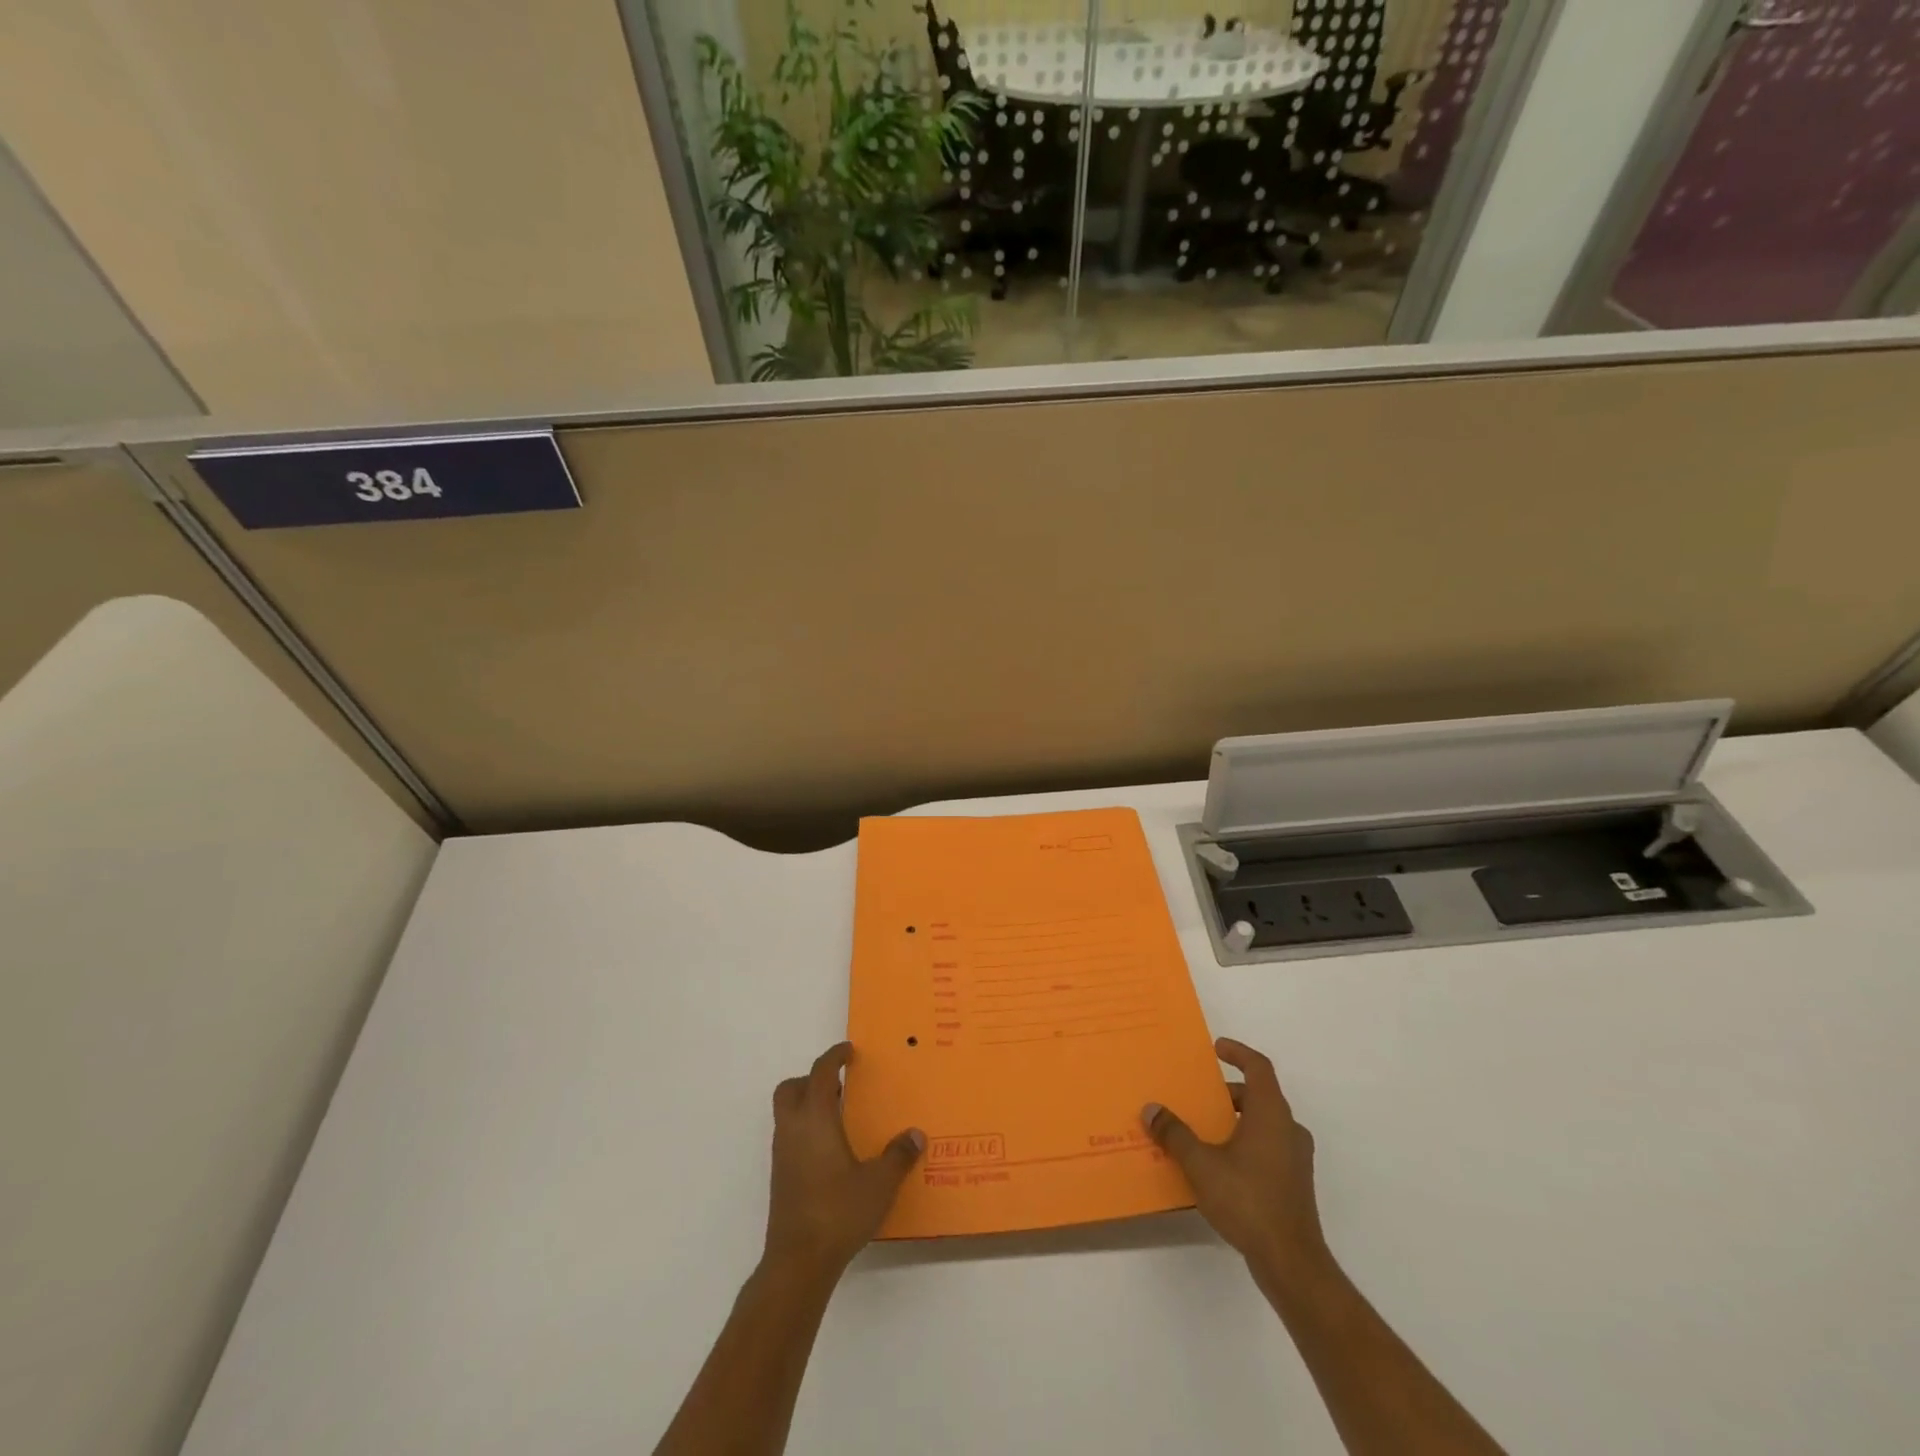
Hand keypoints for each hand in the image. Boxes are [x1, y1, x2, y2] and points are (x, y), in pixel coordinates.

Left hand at [763, 1042, 924, 1281]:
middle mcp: (793, 1130)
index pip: (820, 1073)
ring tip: (840, 1116)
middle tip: (840, 1085)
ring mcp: (782, 1154)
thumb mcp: (879, 1183)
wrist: (798, 1261)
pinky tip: (830, 1150)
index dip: (834, 1057)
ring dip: (808, 1104)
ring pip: (787, 1113)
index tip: (850, 1052)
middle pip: (791, 1088)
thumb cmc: (838, 1211)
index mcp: (816, 1119)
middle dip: (812, 1079)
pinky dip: (806, 1129)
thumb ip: (898, 1156)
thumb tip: (915, 1135)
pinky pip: (789, 1136)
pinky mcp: (780, 1177)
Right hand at [1143, 1038, 1332, 1291]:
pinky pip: (1267, 1148)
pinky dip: (1244, 1144)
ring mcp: (1295, 1159)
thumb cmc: (1248, 1200)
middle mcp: (1288, 1129)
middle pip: (1259, 1096)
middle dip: (1228, 1092)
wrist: (1292, 1262)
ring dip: (1235, 1119)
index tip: (1216, 1048)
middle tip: (1199, 1095)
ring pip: (1264, 1124)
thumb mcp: (1201, 1164)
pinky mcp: (1294, 1184)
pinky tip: (1219, 1165)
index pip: (1259, 1067)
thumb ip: (1175, 1134)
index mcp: (1271, 1114)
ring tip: (1203, 1129)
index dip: (1238, 1052)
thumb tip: (1151, 1109)